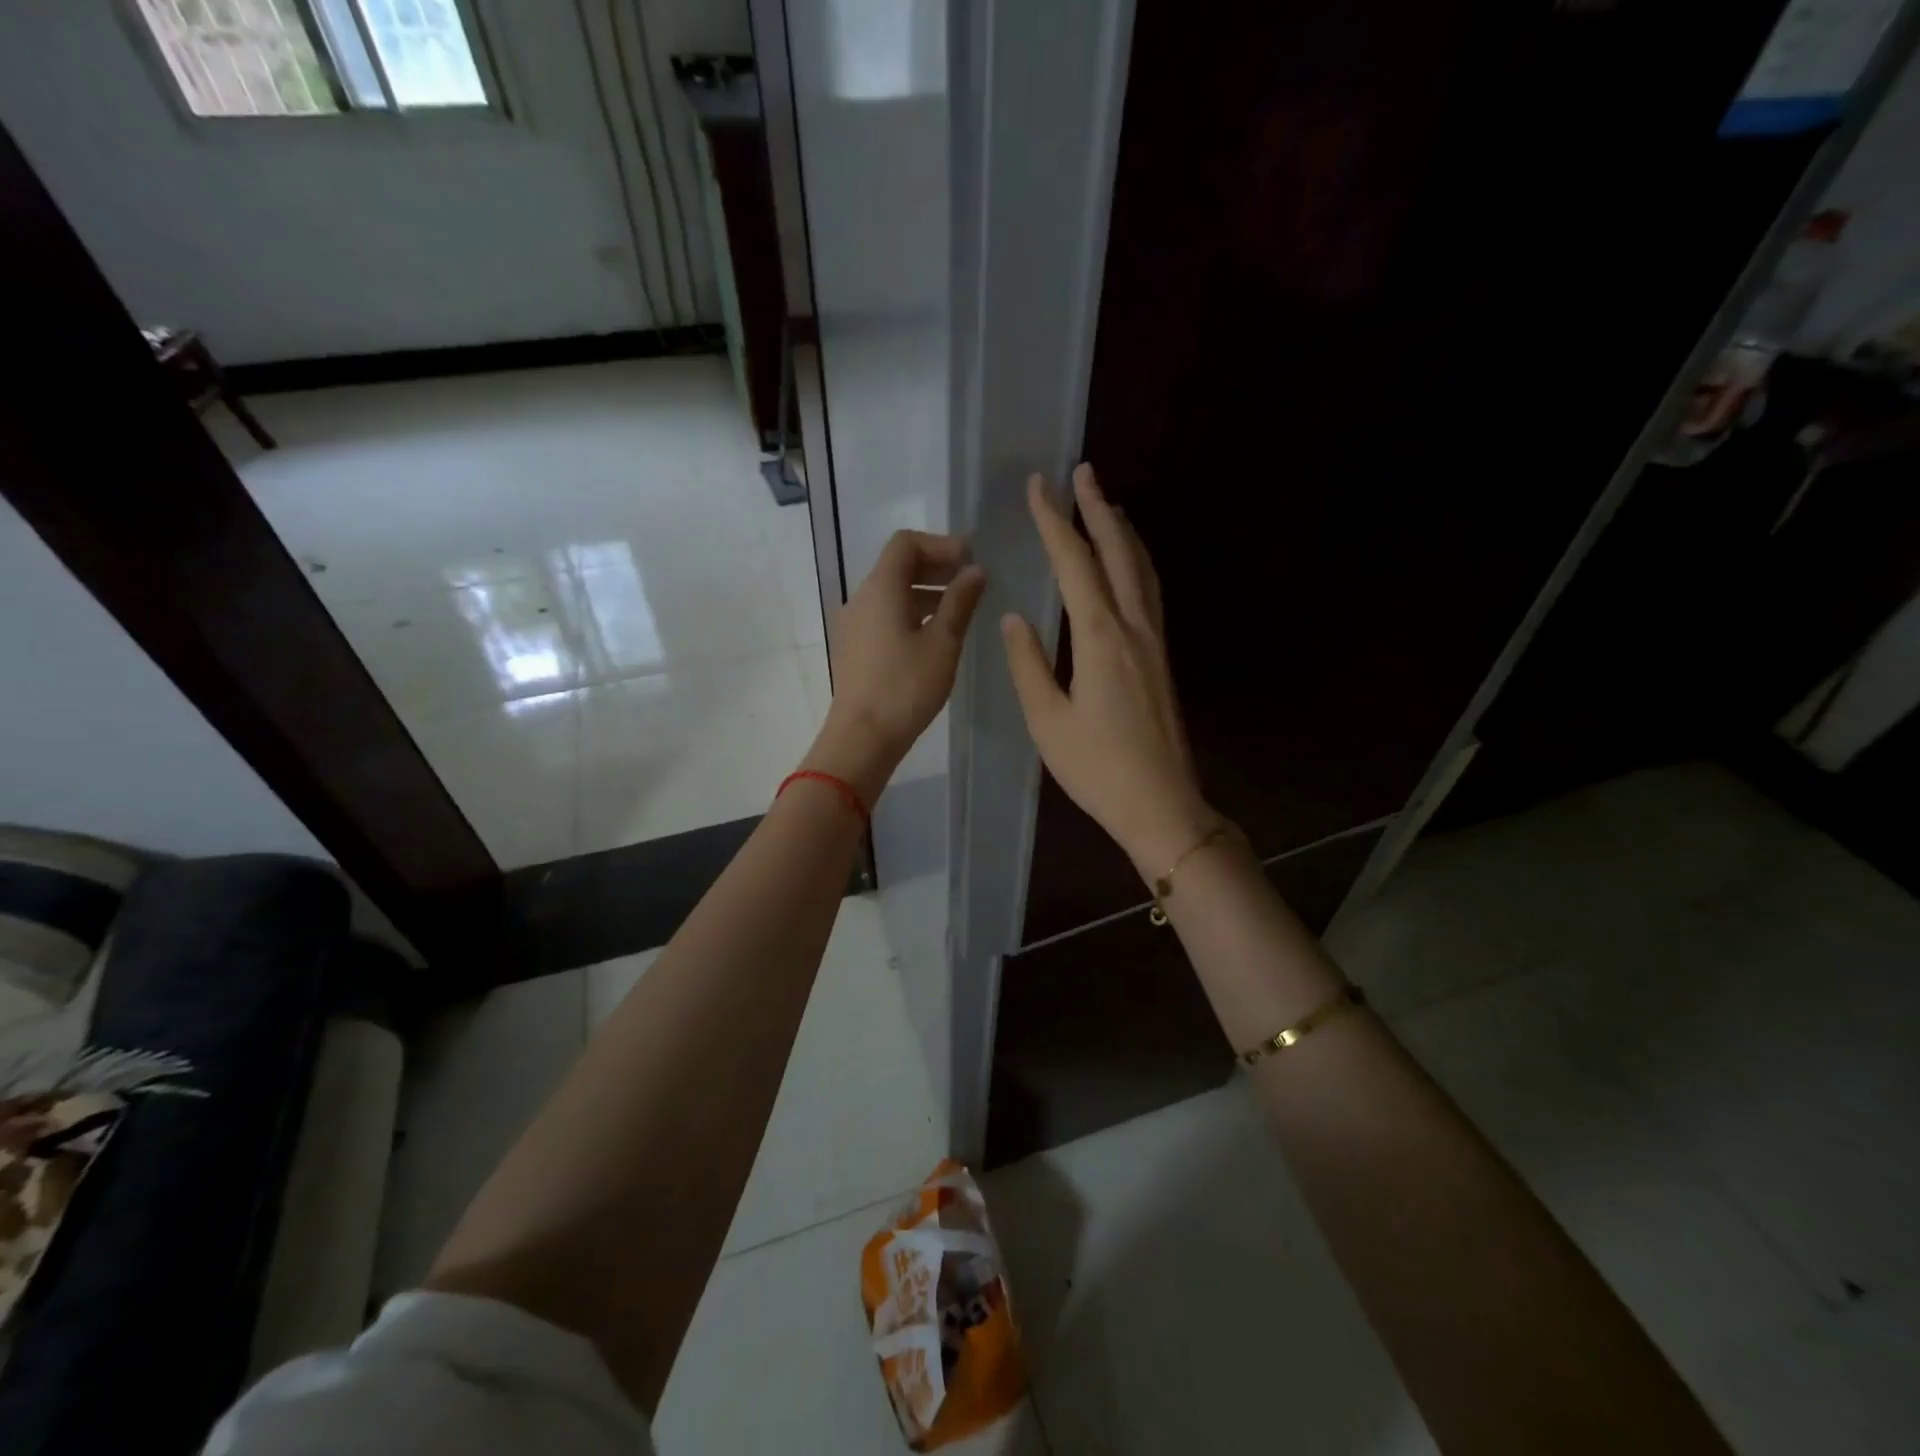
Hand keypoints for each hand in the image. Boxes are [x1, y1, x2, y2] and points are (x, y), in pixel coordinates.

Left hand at [804, 530, 985, 803]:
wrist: (862, 738)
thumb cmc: (905, 688)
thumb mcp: (942, 643)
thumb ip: (960, 602)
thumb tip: (975, 571)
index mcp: (880, 588)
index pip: (906, 543)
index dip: (941, 545)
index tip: (970, 561)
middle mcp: (861, 598)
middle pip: (897, 565)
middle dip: (935, 566)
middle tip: (970, 581)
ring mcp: (854, 624)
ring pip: (891, 592)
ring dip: (925, 591)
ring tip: (958, 609)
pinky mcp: (855, 647)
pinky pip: (884, 615)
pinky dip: (911, 612)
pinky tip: (934, 635)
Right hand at [1001, 466, 1221, 875]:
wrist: (1161, 805)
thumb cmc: (1098, 769)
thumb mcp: (1048, 721)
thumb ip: (1028, 665)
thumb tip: (1014, 618)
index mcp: (1102, 638)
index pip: (1075, 565)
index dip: (1055, 522)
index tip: (1040, 486)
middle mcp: (1134, 628)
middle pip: (1118, 553)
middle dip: (1098, 509)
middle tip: (1083, 472)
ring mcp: (1155, 642)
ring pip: (1141, 570)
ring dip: (1122, 531)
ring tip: (1107, 504)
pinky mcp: (1161, 658)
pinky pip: (1150, 592)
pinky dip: (1136, 562)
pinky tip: (1128, 564)